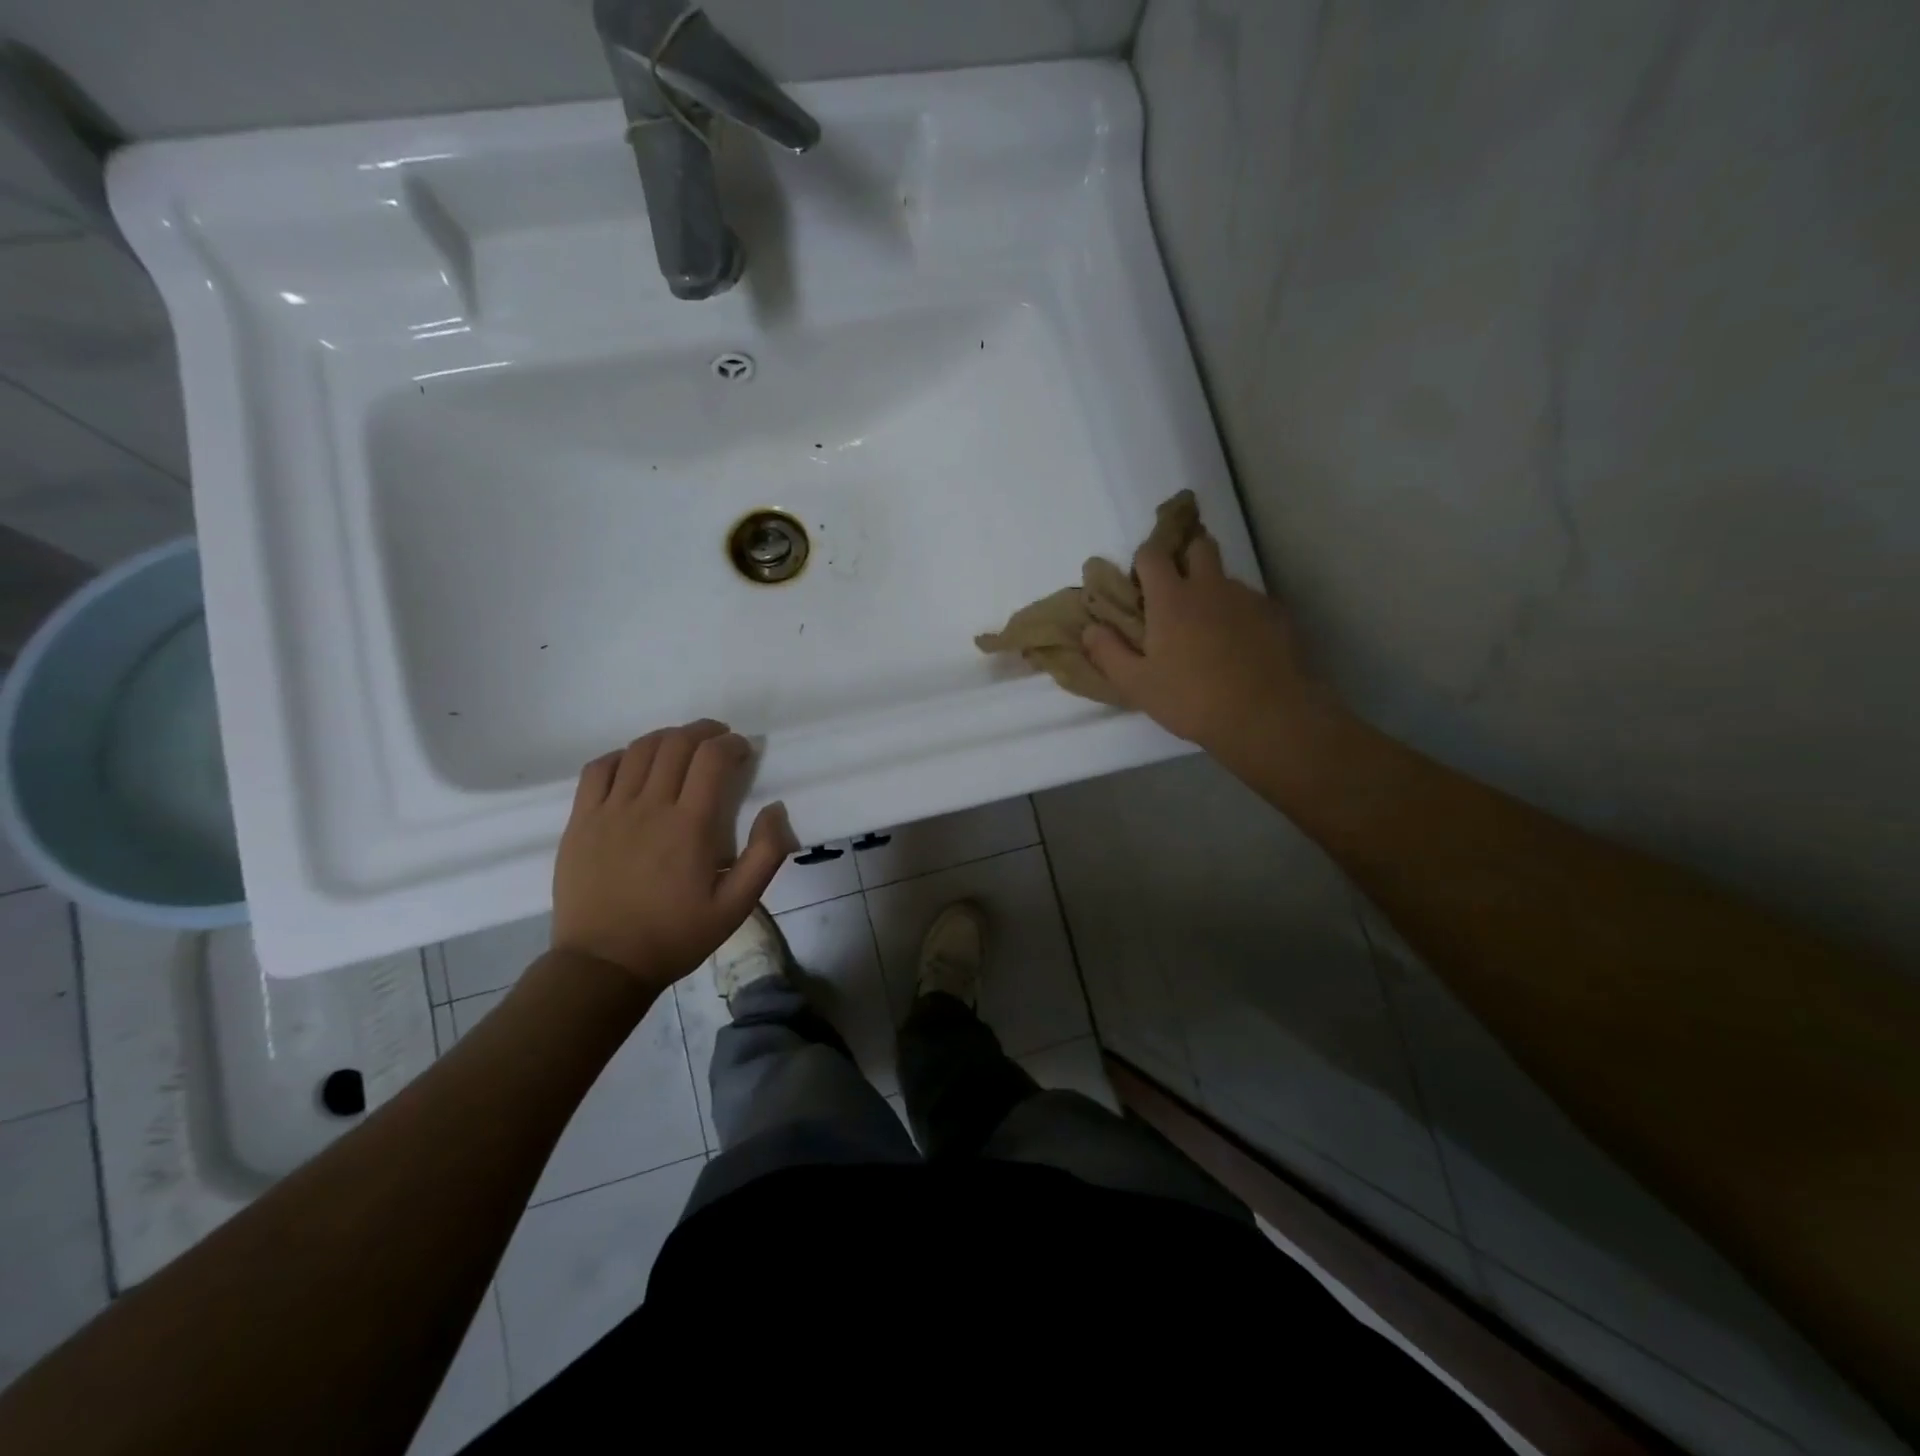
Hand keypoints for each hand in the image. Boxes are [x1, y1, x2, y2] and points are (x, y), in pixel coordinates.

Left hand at [552, 720, 798, 993]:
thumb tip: (776, 809)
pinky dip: (621, 755)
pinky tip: (634, 763)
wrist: (604, 964)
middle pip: (676, 744)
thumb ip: (766, 855)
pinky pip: (598, 769)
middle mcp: (649, 807)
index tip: (743, 750)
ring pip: (639, 750)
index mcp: (690, 825)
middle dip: (703, 731)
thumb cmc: (676, 935)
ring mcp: (609, 810)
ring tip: (682, 745)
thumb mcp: (737, 906)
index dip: (732, 744)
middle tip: (718, 739)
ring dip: (667, 738)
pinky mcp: (580, 821)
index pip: (712, 758)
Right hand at [1082, 532, 1326, 753]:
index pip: (1152, 554)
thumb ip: (1109, 653)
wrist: (1265, 717)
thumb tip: (1089, 629)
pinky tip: (1239, 645)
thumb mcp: (1137, 684)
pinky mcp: (1276, 615)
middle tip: (1177, 588)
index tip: (1140, 581)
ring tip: (1209, 627)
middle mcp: (1210, 586)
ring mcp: (1247, 598)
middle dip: (1185, 556)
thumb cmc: (1191, 700)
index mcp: (1171, 598)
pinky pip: (1251, 602)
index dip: (1144, 560)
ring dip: (1213, 589)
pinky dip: (1240, 614)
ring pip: (1226, 577)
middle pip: (1199, 546)